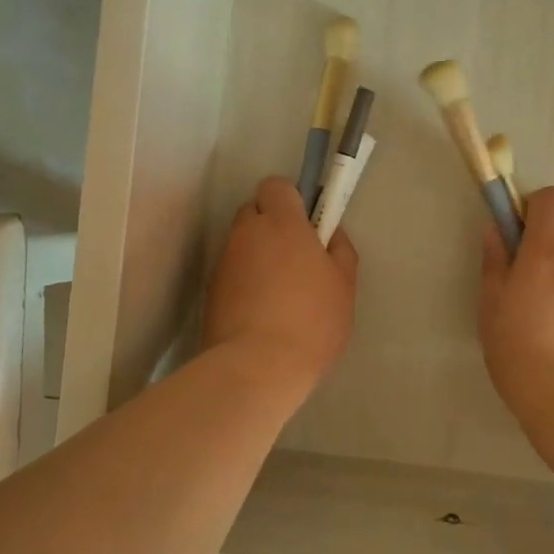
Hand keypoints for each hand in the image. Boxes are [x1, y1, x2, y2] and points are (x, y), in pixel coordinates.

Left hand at [203, 176, 358, 399]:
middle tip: (296, 260)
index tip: (308, 227)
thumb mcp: (344, 285)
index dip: (292, 201)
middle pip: (254, 213)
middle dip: (271, 227)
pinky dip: (245, 283)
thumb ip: (339, 250)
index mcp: (281, 223)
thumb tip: (330, 234)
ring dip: (258, 257)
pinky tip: (261, 313)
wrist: (257, 367)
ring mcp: (224, 262)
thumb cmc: (311, 321)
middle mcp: (246, 234)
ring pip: (242, 245)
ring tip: (279, 294)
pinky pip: (232, 273)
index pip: (276, 186)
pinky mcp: (210, 291)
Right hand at [479, 186, 553, 423]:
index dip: (535, 208)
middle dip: (547, 247)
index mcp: (548, 251)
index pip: (553, 199)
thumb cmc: (518, 350)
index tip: (519, 234)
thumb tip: (496, 229)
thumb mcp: (491, 305)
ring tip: (550, 320)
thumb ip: (495, 261)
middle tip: (527, 286)